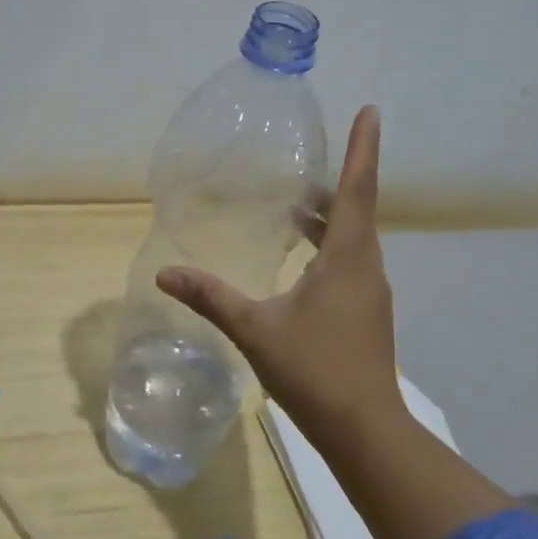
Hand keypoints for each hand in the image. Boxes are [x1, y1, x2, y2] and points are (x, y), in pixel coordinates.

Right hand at [160, 105, 511, 538]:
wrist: (364, 429)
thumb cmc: (314, 369)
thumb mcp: (255, 328)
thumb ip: (211, 297)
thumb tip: (166, 274)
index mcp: (347, 257)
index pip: (357, 188)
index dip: (363, 147)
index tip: (371, 110)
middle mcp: (366, 267)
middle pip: (354, 211)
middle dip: (332, 186)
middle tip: (300, 173)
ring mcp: (370, 292)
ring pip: (353, 240)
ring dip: (328, 221)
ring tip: (294, 211)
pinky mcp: (367, 314)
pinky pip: (350, 264)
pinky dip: (329, 248)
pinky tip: (300, 264)